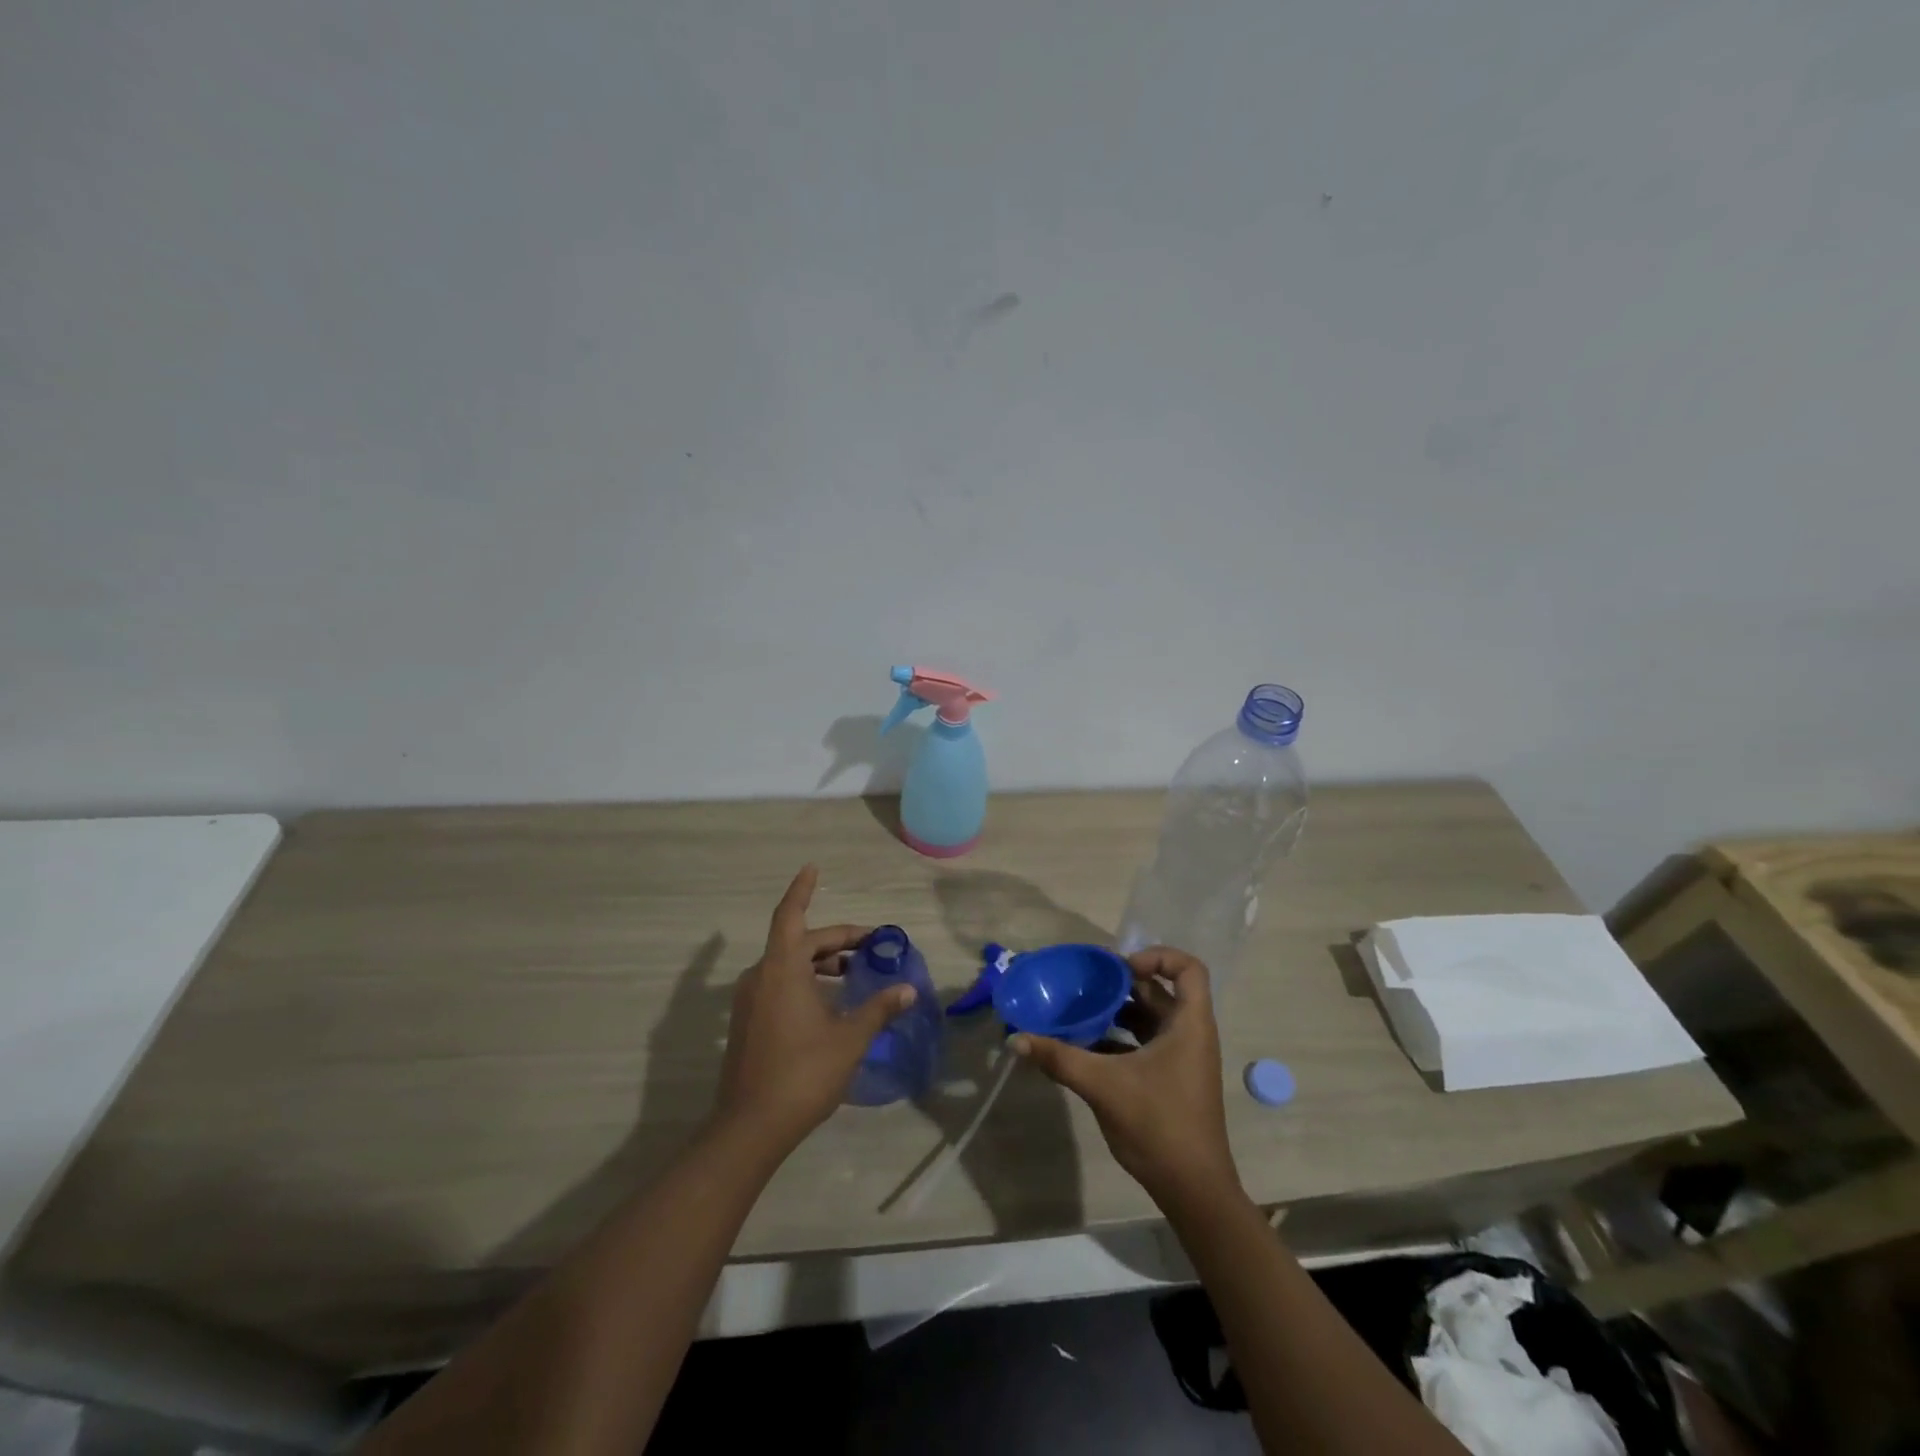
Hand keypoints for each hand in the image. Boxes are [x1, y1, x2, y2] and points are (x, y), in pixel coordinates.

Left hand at [712, 866, 917, 1156]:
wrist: (750, 1127)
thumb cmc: (803, 1073)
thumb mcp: (849, 1039)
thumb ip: (879, 1009)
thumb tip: (907, 990)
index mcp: (782, 970)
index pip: (791, 915)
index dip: (802, 889)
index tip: (813, 868)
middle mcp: (761, 976)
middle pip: (798, 941)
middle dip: (835, 939)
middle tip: (870, 945)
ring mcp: (750, 1001)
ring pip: (788, 964)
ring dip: (819, 961)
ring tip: (853, 972)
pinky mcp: (747, 1022)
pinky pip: (778, 984)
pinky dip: (805, 980)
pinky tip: (829, 1002)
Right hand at [1012, 947, 1238, 1206]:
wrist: (1193, 1189)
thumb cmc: (1159, 1125)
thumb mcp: (1104, 1086)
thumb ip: (1059, 1059)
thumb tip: (1015, 1039)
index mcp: (1189, 1025)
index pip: (1188, 969)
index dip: (1157, 956)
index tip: (1120, 969)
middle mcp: (1190, 1034)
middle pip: (1160, 990)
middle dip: (1122, 983)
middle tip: (1085, 983)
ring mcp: (1182, 1058)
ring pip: (1150, 1018)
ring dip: (1117, 1011)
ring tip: (1080, 1010)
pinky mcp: (1171, 1078)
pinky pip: (1144, 1043)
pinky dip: (1119, 1038)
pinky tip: (1085, 1047)